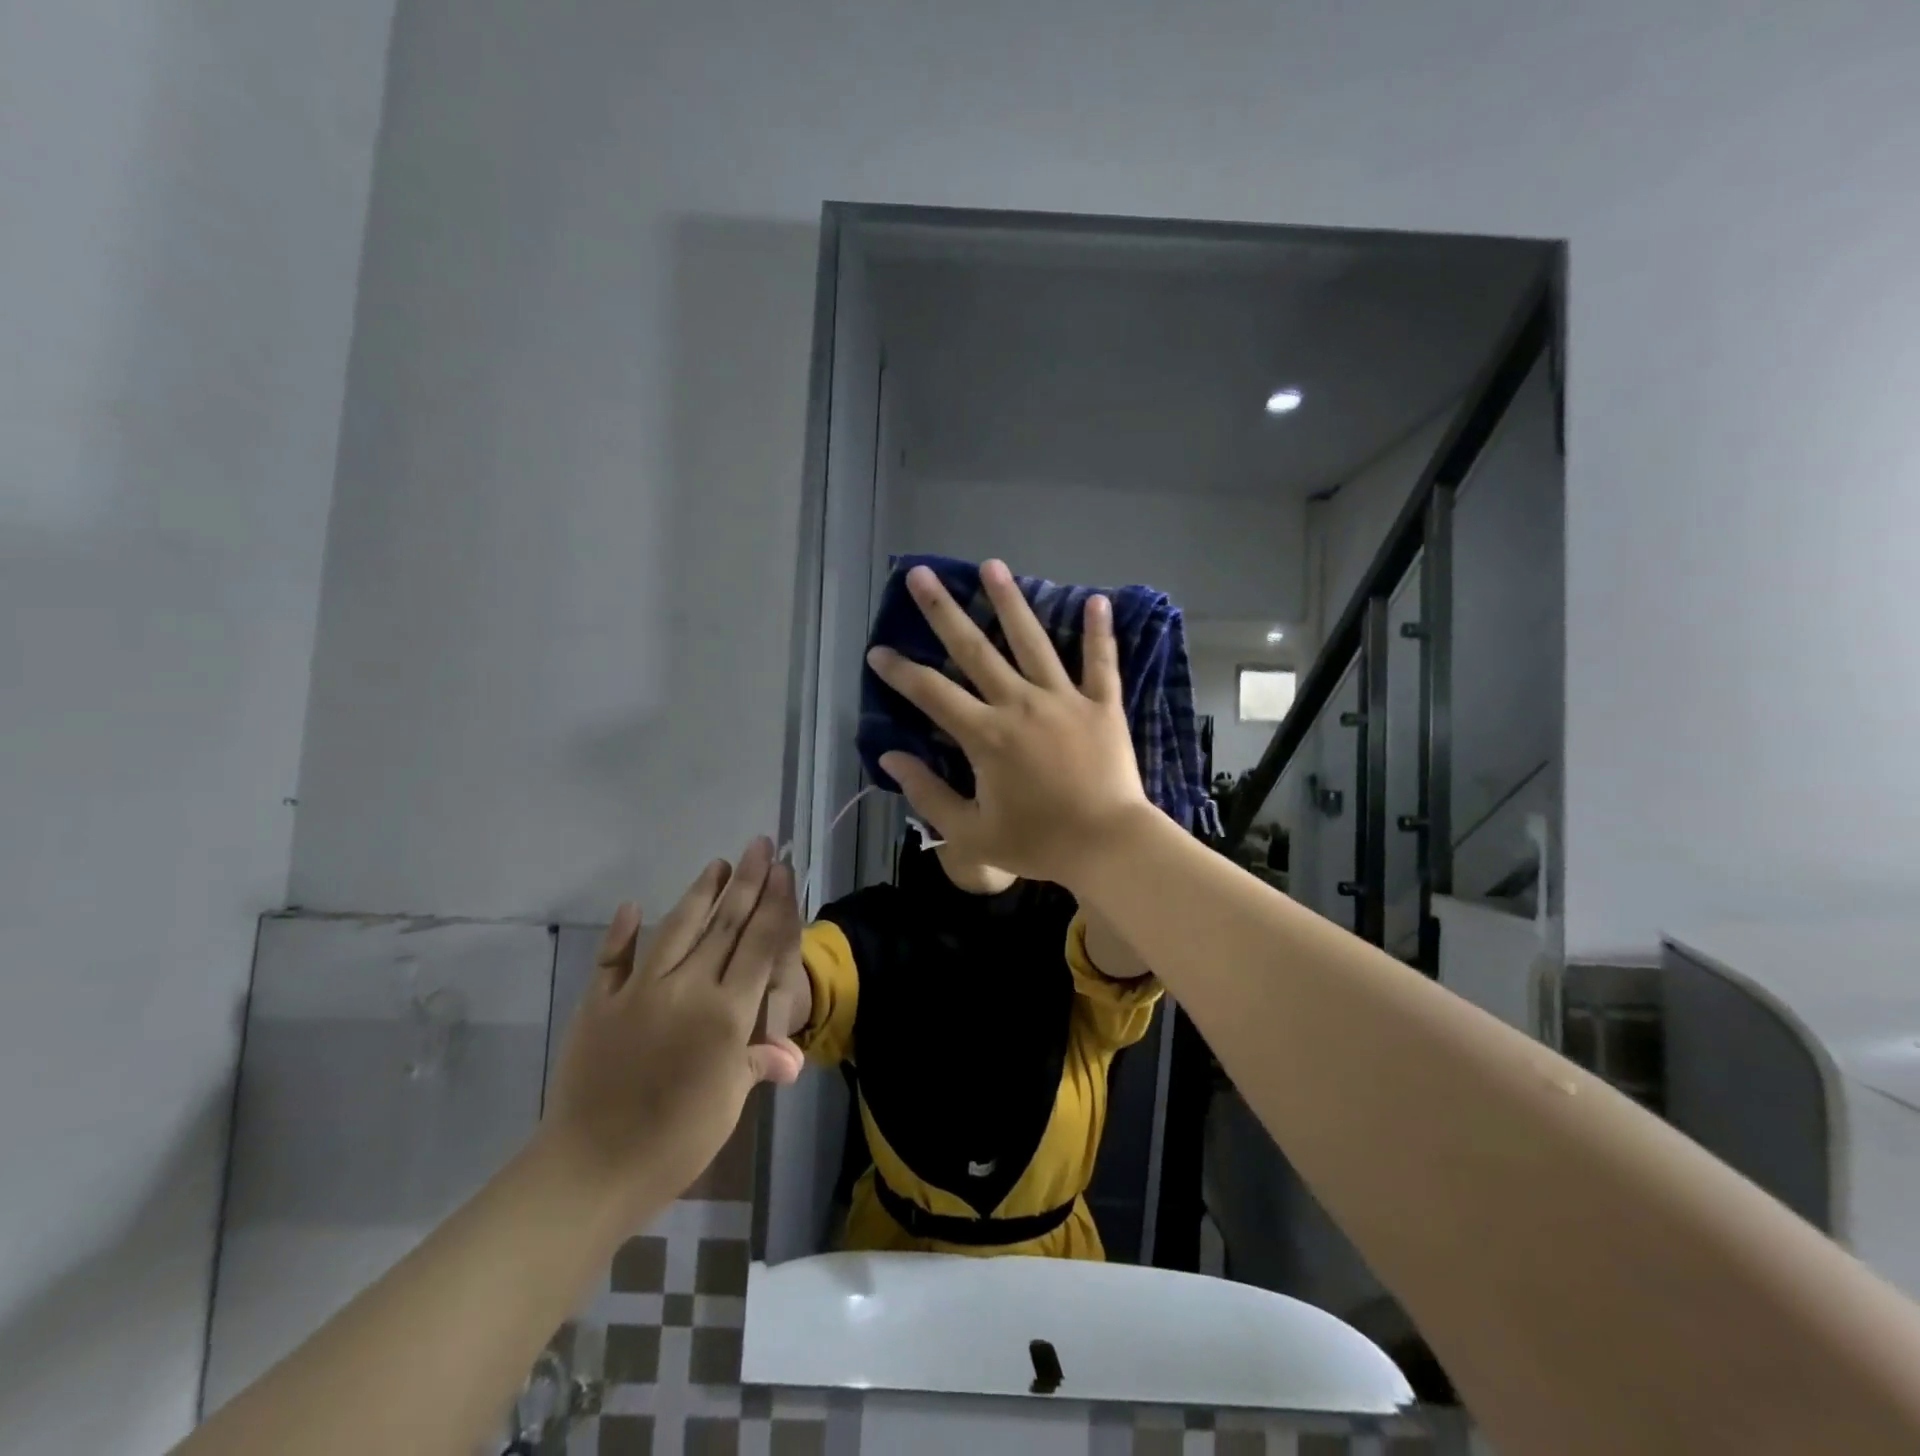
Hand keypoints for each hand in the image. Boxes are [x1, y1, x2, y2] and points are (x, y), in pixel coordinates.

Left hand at [541, 840, 804, 1213]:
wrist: (591, 1170)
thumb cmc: (675, 1142)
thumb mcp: (729, 1103)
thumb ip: (755, 1063)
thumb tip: (789, 1056)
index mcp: (726, 1013)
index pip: (759, 944)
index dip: (773, 904)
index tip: (780, 869)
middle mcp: (688, 989)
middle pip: (724, 925)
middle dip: (746, 882)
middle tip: (758, 845)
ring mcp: (639, 991)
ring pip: (676, 929)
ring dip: (699, 894)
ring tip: (717, 864)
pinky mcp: (600, 1004)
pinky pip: (613, 959)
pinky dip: (622, 932)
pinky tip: (631, 906)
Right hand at [866, 559, 1153, 887]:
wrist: (1109, 846)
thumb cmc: (1038, 843)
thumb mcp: (971, 832)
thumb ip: (927, 794)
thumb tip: (889, 758)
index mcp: (986, 735)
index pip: (932, 694)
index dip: (900, 671)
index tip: (877, 650)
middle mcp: (1021, 704)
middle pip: (975, 649)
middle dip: (943, 610)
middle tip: (921, 574)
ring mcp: (1064, 699)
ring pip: (1033, 641)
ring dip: (1010, 601)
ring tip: (993, 565)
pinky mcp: (1102, 705)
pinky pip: (1101, 662)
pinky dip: (1099, 632)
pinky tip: (1097, 599)